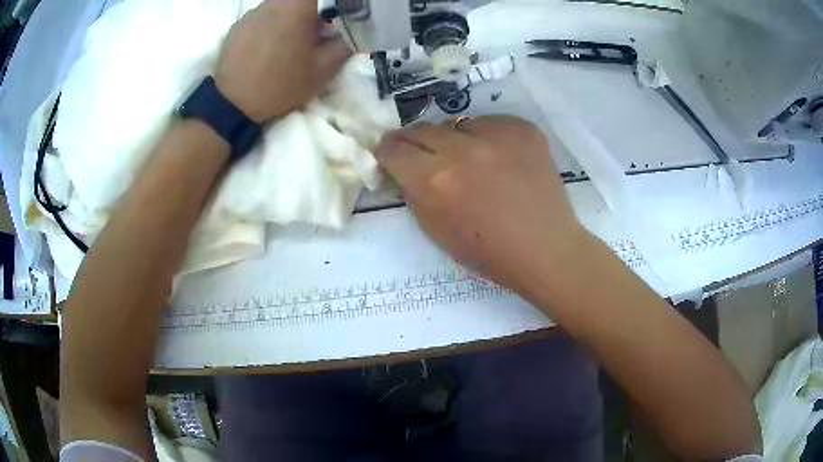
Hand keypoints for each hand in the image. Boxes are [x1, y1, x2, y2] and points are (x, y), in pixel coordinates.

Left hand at [215, 0, 351, 123]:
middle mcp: (273, 2)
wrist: (233, 105)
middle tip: (314, 30)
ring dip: (289, 17)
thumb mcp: (324, 69)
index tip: (331, 20)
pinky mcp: (237, 26)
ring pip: (279, 6)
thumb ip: (345, 43)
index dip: (329, 4)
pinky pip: (261, 17)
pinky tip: (266, 47)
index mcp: (298, 6)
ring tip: (288, 41)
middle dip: (310, 11)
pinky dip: (269, 25)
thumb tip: (354, 29)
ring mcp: (252, 13)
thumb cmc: (282, 84)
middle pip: (298, 0)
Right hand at [374, 116, 589, 294]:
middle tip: (426, 157)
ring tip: (471, 162)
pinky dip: (487, 138)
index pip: (393, 147)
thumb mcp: (435, 231)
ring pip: (457, 124)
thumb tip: (402, 168)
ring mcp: (496, 134)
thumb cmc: (489, 252)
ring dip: (454, 140)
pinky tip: (500, 160)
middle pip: (421, 129)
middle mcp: (462, 149)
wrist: (546, 249)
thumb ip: (412, 193)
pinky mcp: (523, 128)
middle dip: (416, 144)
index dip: (387, 152)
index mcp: (434, 179)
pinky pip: (490, 123)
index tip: (391, 157)